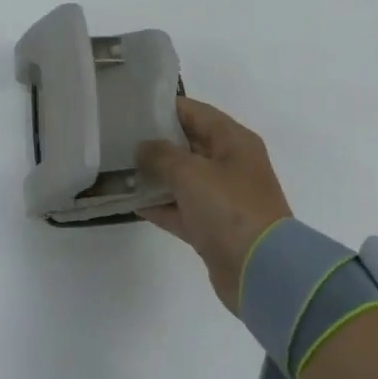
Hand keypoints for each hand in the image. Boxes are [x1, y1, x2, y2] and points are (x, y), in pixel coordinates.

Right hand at [136, 97, 293, 312]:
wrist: (261, 271)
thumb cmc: (229, 209)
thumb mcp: (190, 173)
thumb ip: (160, 154)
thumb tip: (142, 147)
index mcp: (233, 141)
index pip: (194, 112)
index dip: (162, 107)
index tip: (130, 107)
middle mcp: (230, 164)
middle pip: (187, 143)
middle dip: (153, 141)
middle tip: (116, 137)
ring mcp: (221, 197)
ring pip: (181, 177)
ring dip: (153, 174)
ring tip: (116, 167)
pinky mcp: (211, 226)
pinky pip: (179, 208)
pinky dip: (158, 204)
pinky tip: (128, 200)